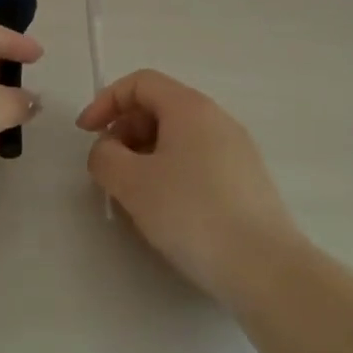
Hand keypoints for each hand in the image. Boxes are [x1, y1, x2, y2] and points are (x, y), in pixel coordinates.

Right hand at [77, 69, 297, 301]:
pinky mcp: (248, 179)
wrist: (266, 269)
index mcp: (189, 106)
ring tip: (135, 195)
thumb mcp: (133, 184)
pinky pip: (198, 159)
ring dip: (147, 154)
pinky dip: (173, 171)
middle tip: (110, 169)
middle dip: (125, 131)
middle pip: (159, 107)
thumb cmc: (193, 214)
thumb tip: (107, 151)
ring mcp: (236, 147)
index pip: (139, 83)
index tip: (86, 134)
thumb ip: (106, 158)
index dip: (106, 101)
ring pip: (179, 136)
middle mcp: (215, 116)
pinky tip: (169, 211)